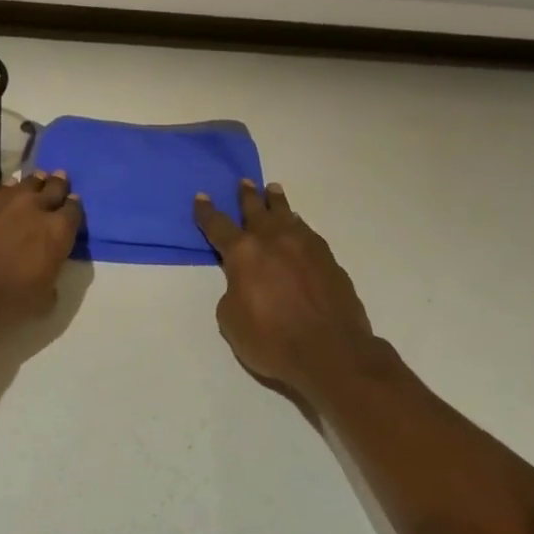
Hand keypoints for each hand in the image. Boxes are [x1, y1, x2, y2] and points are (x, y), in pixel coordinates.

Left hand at [0, 170, 81, 324]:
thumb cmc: (1, 297)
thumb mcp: (39, 305)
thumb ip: (50, 287)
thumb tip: (49, 281)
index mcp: (55, 232)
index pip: (73, 212)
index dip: (74, 207)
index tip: (74, 203)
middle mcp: (32, 207)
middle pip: (51, 187)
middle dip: (57, 183)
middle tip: (60, 177)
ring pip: (21, 184)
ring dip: (30, 183)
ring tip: (34, 180)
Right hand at [194, 179, 379, 397]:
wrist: (332, 352)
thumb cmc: (272, 340)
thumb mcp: (232, 321)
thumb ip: (233, 293)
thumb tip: (245, 284)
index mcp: (243, 253)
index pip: (218, 226)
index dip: (207, 212)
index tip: (202, 197)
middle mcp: (273, 240)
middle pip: (256, 210)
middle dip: (247, 196)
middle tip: (244, 182)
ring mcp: (305, 246)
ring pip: (286, 215)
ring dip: (276, 202)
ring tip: (273, 190)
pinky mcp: (328, 259)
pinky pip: (307, 232)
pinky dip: (298, 225)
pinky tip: (298, 226)